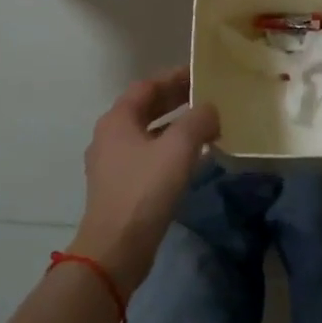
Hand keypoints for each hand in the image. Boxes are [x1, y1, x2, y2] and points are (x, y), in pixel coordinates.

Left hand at [68, 69, 219, 293]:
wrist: (116, 249)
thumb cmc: (145, 190)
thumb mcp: (178, 149)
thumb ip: (198, 120)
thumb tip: (211, 109)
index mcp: (117, 119)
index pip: (147, 86)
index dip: (175, 77)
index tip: (201, 73)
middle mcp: (110, 136)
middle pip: (146, 108)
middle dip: (176, 100)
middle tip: (208, 95)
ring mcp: (113, 163)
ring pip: (148, 133)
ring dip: (175, 126)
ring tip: (206, 125)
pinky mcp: (120, 187)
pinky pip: (148, 155)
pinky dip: (170, 149)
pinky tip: (192, 157)